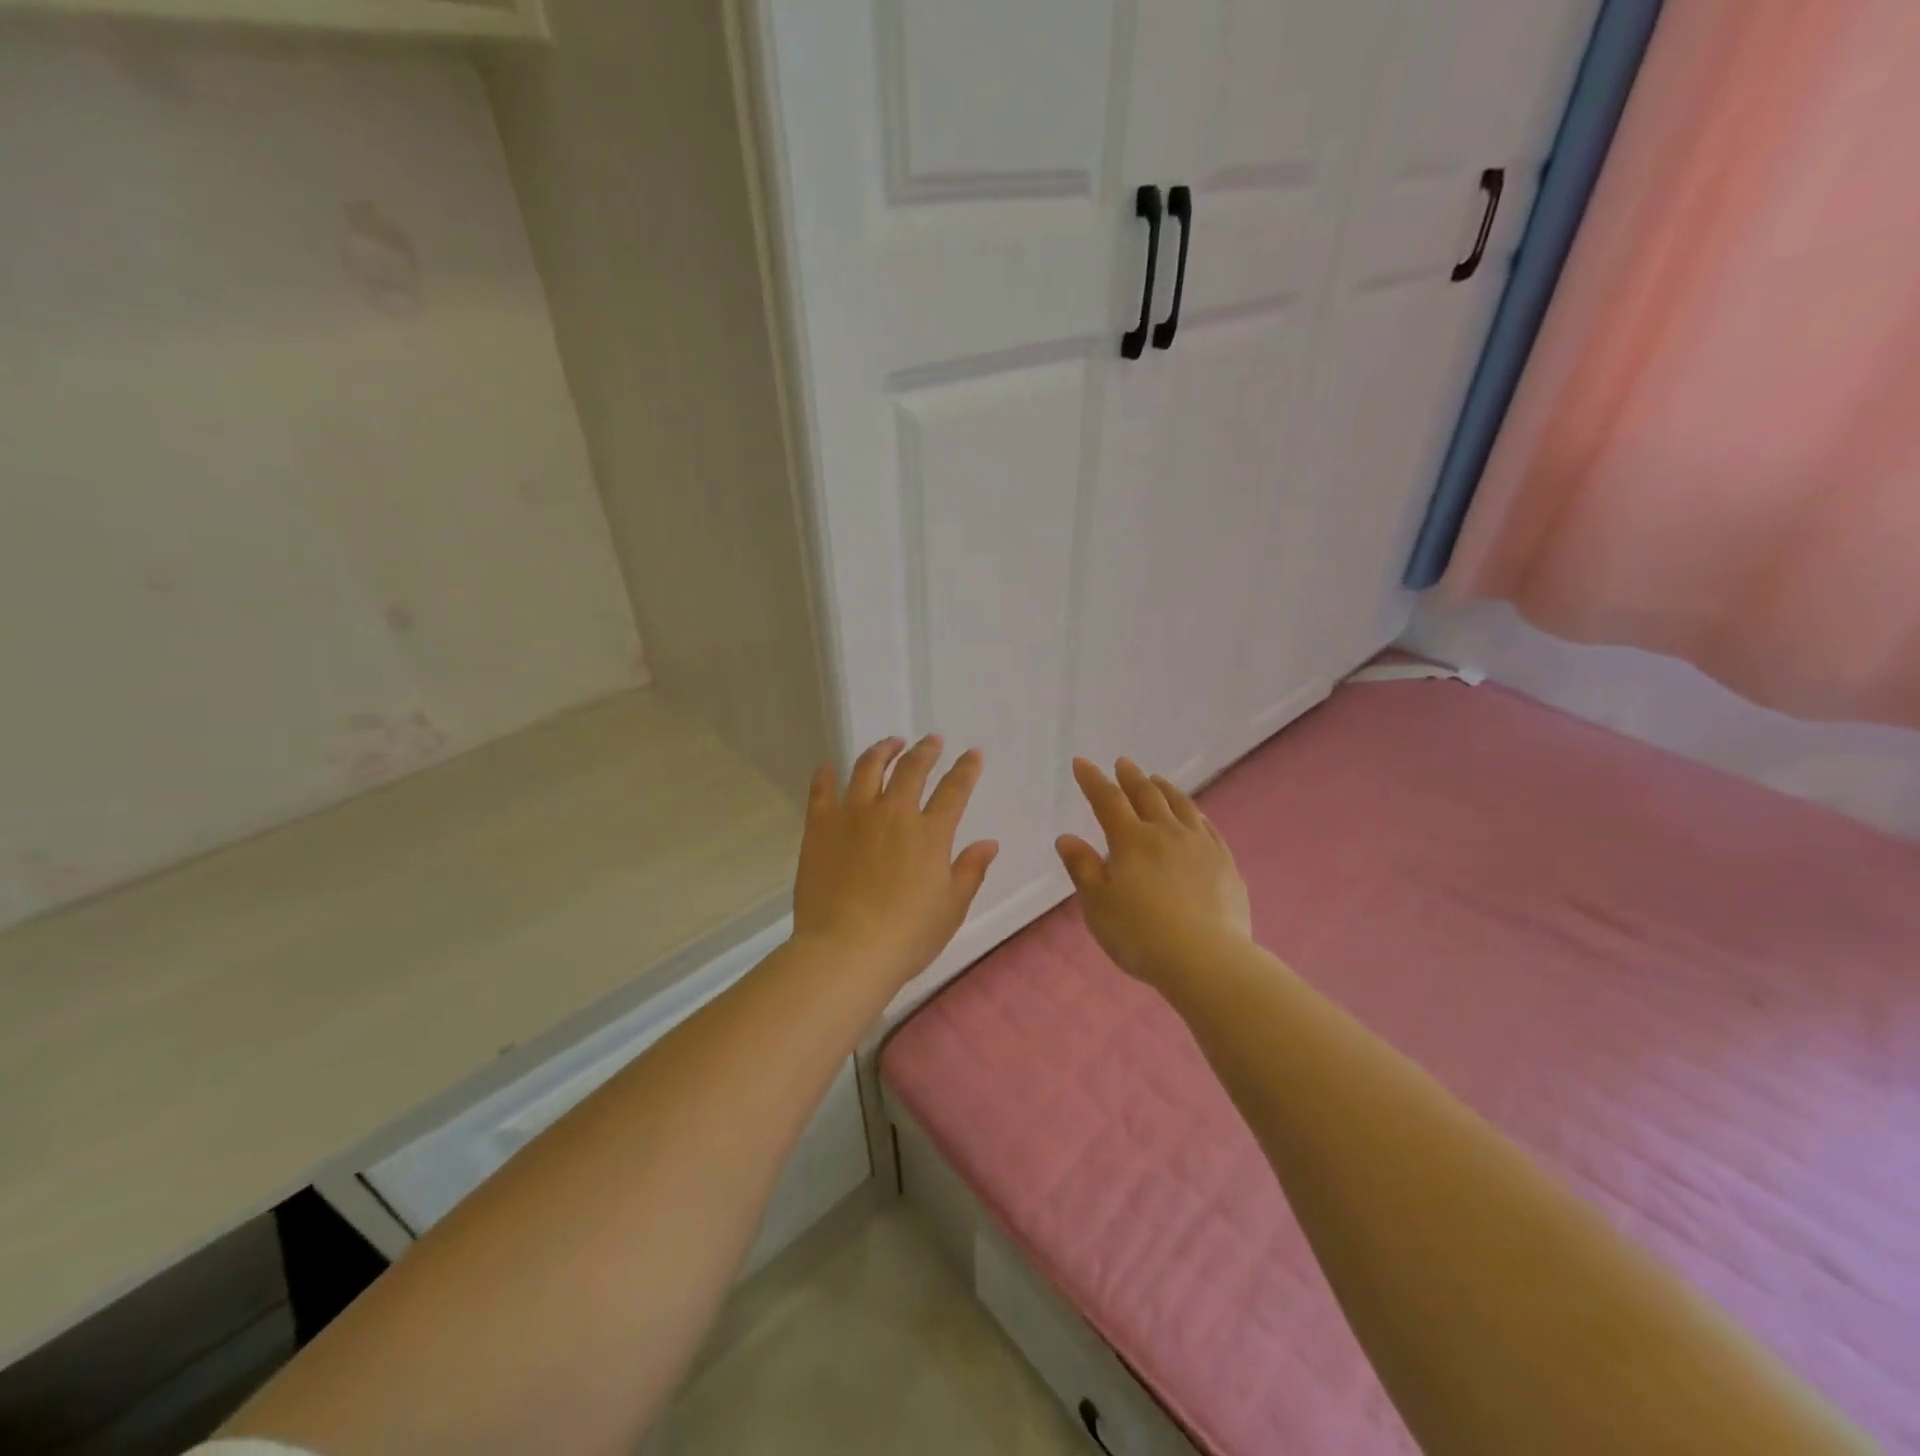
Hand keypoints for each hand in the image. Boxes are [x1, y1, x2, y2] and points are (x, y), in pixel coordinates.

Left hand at [793, 735, 997, 991]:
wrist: (846, 950)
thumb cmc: (907, 936)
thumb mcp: (951, 908)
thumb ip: (970, 871)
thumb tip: (988, 843)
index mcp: (930, 833)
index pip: (955, 789)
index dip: (966, 768)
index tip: (973, 754)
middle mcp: (893, 813)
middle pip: (912, 769)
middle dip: (926, 751)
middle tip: (932, 741)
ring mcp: (853, 815)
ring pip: (868, 768)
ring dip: (883, 750)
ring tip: (890, 743)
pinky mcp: (820, 826)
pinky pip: (822, 791)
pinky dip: (826, 775)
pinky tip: (828, 767)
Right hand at [1056, 757, 1251, 989]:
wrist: (1206, 959)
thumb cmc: (1140, 935)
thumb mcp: (1098, 906)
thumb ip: (1083, 868)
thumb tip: (1067, 838)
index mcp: (1131, 841)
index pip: (1107, 801)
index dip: (1093, 780)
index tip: (1082, 763)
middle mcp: (1166, 833)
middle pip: (1147, 795)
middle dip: (1131, 777)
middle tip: (1123, 763)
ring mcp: (1200, 846)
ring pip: (1181, 806)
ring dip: (1165, 789)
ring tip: (1156, 780)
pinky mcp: (1225, 863)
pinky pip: (1208, 827)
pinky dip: (1194, 814)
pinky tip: (1193, 816)